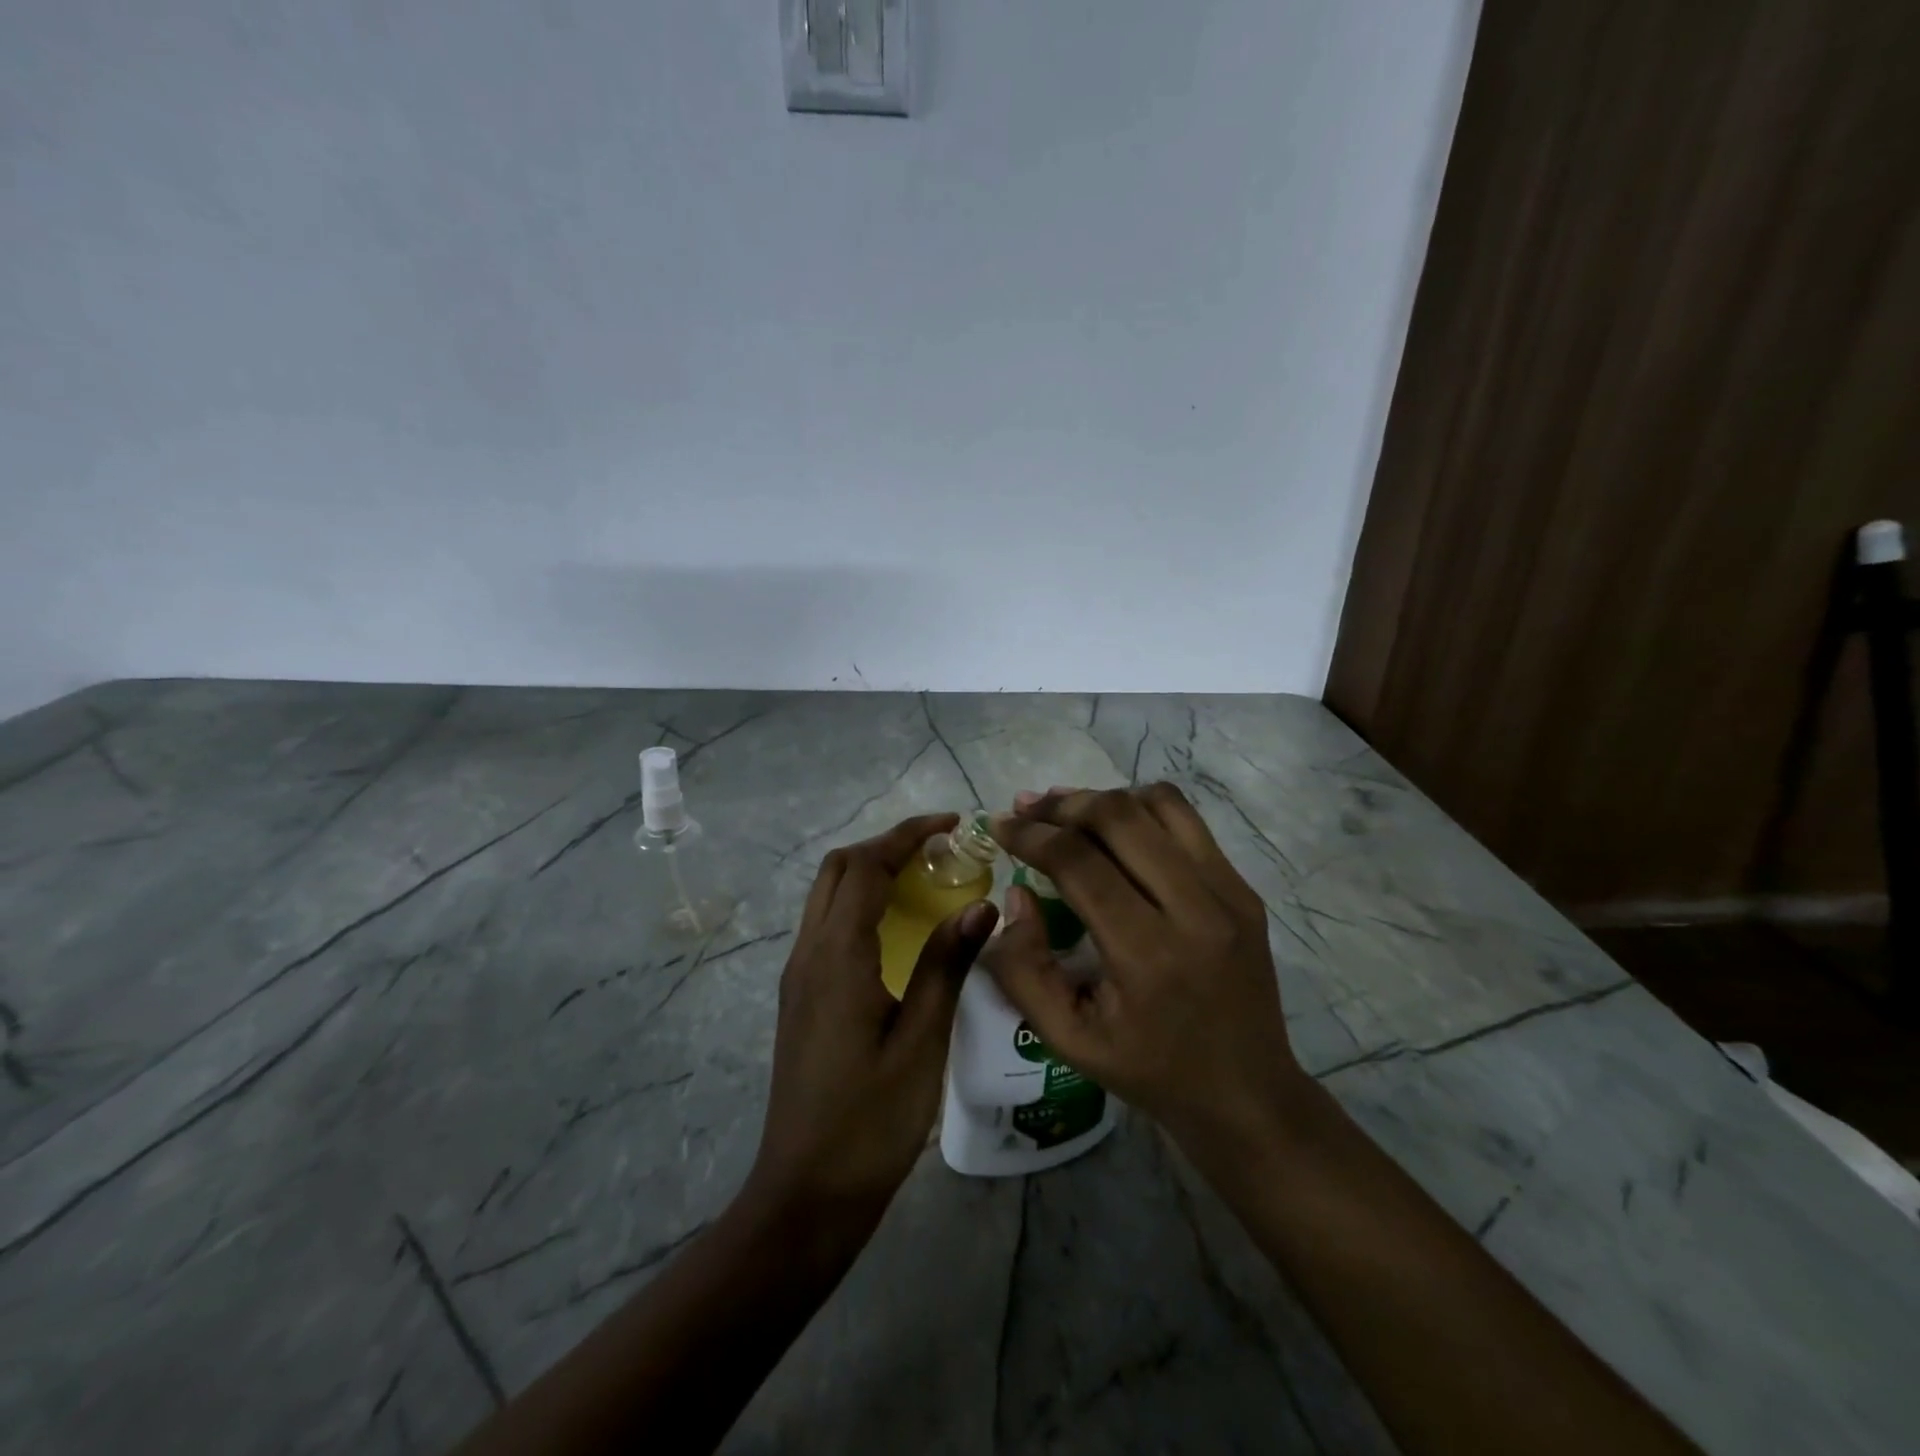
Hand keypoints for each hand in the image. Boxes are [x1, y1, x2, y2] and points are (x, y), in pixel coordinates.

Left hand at [746, 814, 998, 1246]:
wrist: (806, 1191)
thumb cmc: (871, 1120)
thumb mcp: (922, 1041)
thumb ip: (947, 965)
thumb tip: (982, 904)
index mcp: (838, 955)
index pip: (868, 867)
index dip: (907, 835)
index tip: (951, 824)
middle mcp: (809, 951)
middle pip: (839, 868)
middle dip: (887, 845)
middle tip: (940, 850)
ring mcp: (799, 974)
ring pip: (828, 894)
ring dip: (871, 871)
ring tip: (924, 878)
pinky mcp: (801, 995)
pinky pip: (828, 923)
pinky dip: (860, 902)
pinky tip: (898, 927)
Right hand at [985, 785, 1300, 1149]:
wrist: (1246, 1093)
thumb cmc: (1149, 1070)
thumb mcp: (1067, 1039)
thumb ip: (1024, 969)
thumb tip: (1016, 895)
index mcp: (1146, 955)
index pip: (1079, 863)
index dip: (1031, 836)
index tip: (1000, 826)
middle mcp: (1195, 910)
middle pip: (1118, 818)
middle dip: (1062, 805)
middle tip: (1026, 808)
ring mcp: (1228, 894)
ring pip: (1159, 805)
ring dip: (1103, 798)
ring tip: (1066, 808)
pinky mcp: (1244, 889)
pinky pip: (1188, 822)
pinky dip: (1143, 809)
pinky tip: (1116, 826)